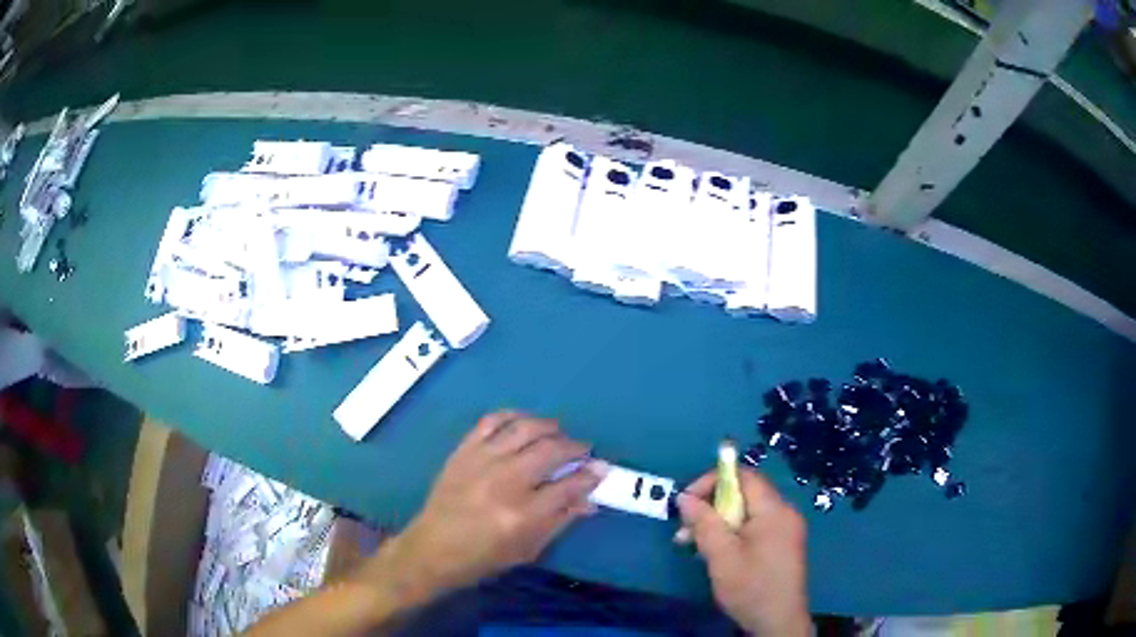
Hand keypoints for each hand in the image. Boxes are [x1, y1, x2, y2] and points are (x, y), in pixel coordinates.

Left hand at [365, 412, 605, 606]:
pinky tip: (525, 422)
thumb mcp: (528, 549)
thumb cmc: (483, 557)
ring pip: (524, 429)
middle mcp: (504, 483)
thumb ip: (560, 520)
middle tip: (583, 450)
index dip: (591, 475)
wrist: (432, 548)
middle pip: (550, 451)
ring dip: (548, 426)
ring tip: (559, 432)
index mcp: (522, 515)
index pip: (568, 486)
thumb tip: (589, 498)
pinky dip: (512, 416)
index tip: (602, 468)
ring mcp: (480, 462)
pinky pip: (491, 421)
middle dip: (575, 447)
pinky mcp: (463, 451)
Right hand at [676, 468, 810, 636]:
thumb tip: (685, 497)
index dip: (713, 481)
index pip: (744, 476)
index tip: (687, 502)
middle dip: (711, 507)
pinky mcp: (783, 544)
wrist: (778, 622)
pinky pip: (755, 527)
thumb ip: (704, 523)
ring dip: (718, 523)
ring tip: (693, 545)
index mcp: (774, 510)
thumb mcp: (721, 556)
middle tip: (685, 530)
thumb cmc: (750, 587)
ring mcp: (786, 529)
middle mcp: (784, 512)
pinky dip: (732, 533)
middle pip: (744, 494)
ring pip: (747, 513)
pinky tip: (716, 552)